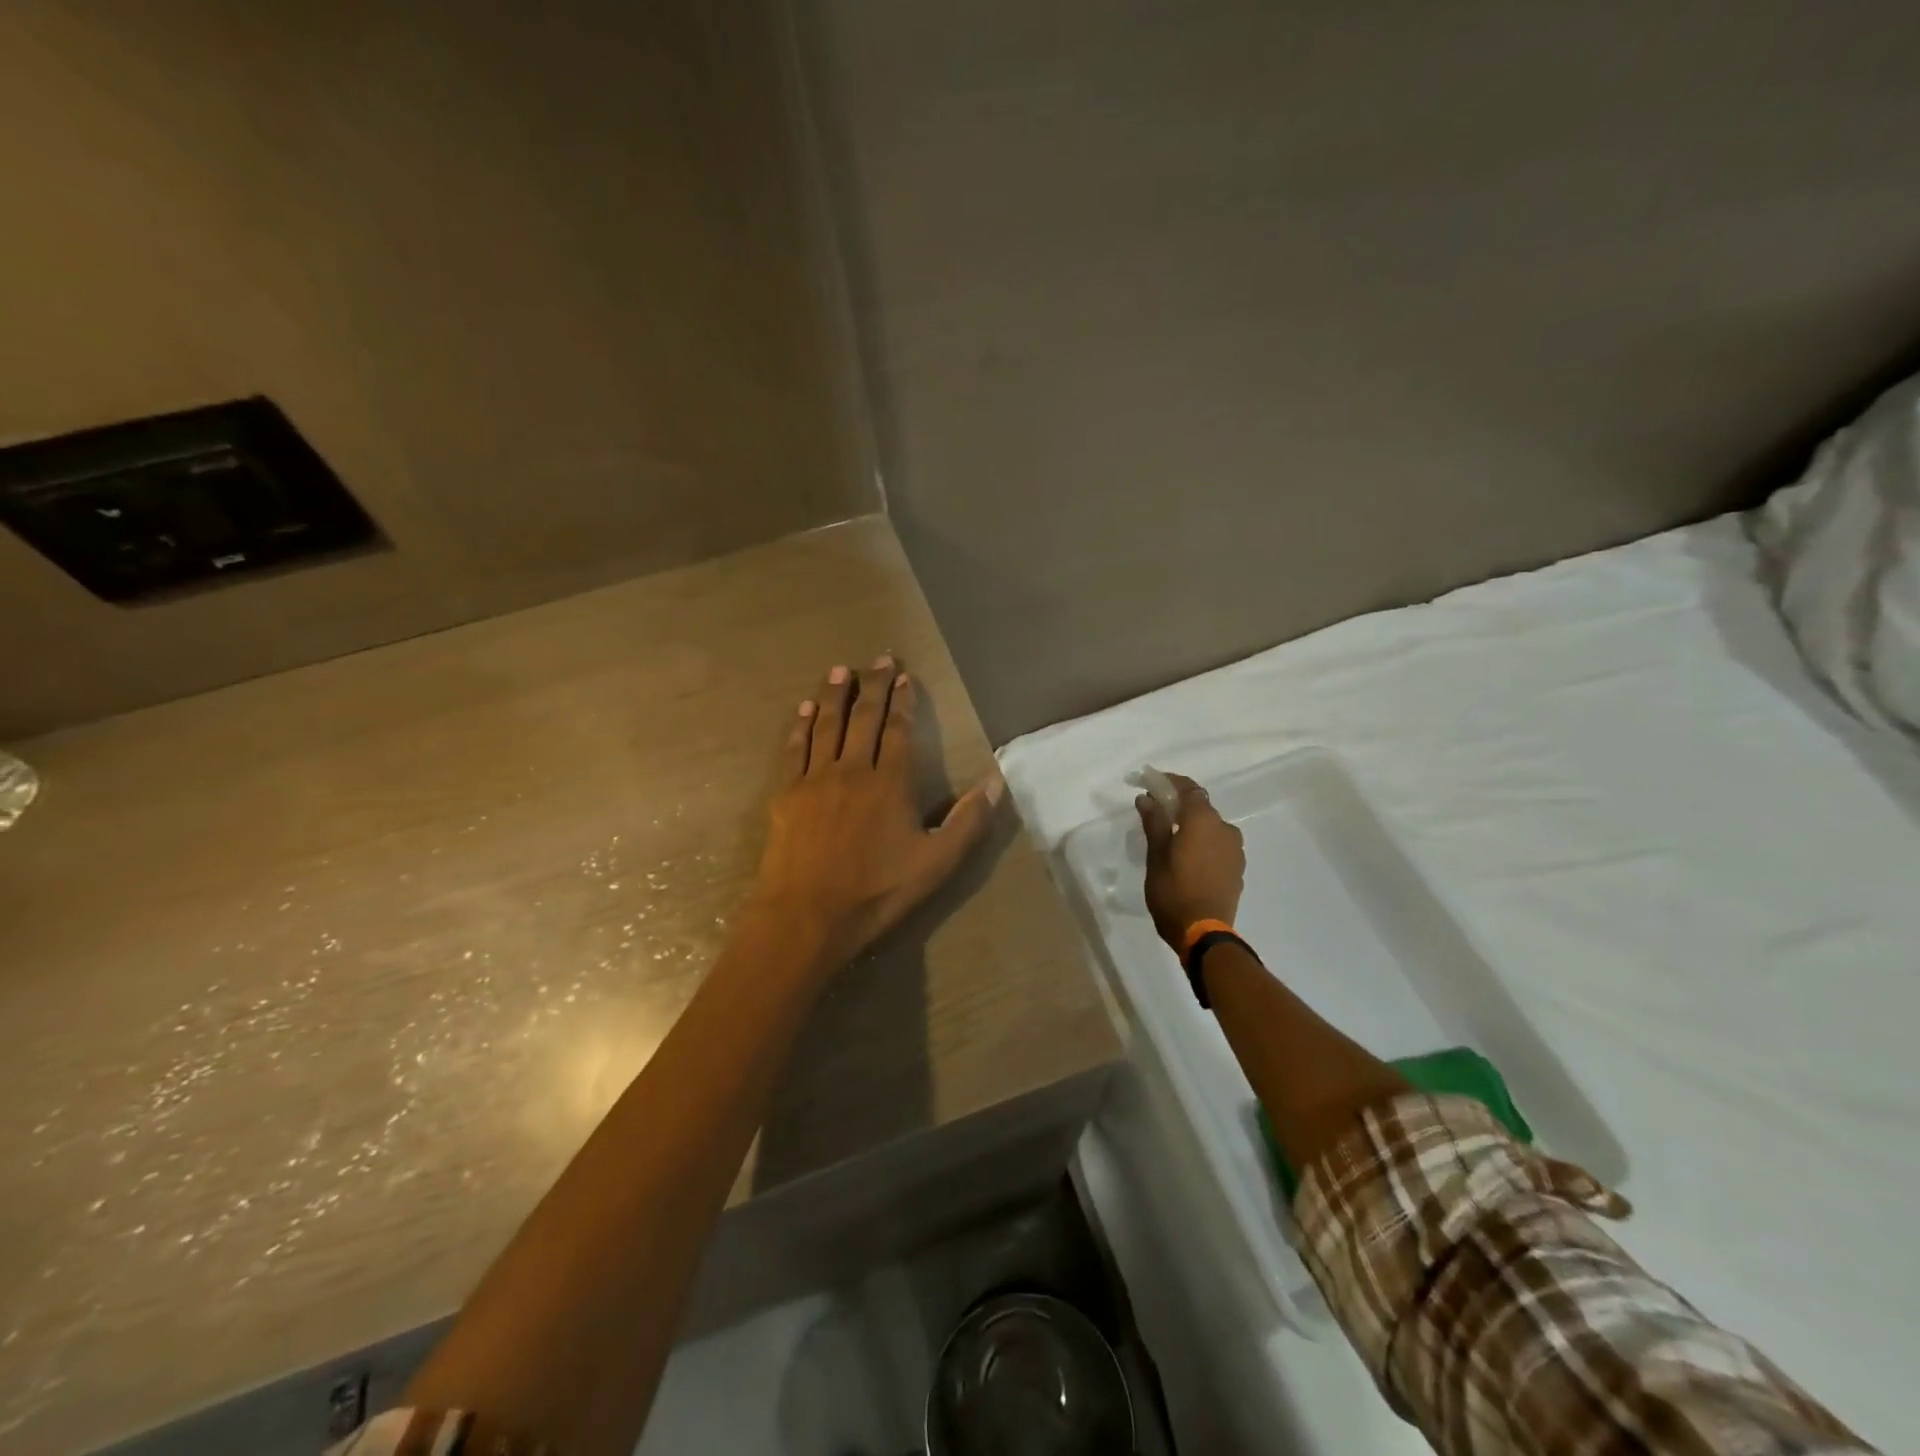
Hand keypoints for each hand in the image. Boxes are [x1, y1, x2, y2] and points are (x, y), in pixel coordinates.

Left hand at [752, 657, 1002, 967]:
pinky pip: (795, 749)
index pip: (899, 730)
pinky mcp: (786, 794)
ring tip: (840, 669)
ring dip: (835, 694)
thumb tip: (997, 782)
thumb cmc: (877, 892)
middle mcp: (853, 770)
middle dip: (872, 685)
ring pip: (827, 725)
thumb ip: (968, 821)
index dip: (902, 700)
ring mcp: (816, 779)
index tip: (902, 675)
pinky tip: (806, 709)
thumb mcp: (936, 863)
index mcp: (891, 783)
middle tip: (877, 657)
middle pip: (864, 718)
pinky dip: (802, 725)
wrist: (807, 916)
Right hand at [1135, 773, 1244, 952]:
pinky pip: (1217, 845)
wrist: (1204, 934)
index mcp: (1204, 821)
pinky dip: (1202, 842)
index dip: (1168, 781)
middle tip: (1155, 811)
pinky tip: (1187, 857)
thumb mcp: (1156, 856)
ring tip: (1170, 837)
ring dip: (1191, 825)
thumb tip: (1147, 798)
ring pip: (1210, 827)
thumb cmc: (1174, 892)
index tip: (1149, 782)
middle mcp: (1225, 829)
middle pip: (1200, 806)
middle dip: (1178, 804)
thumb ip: (1154, 823)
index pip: (1188, 788)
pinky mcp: (1237, 869)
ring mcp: (1235, 850)